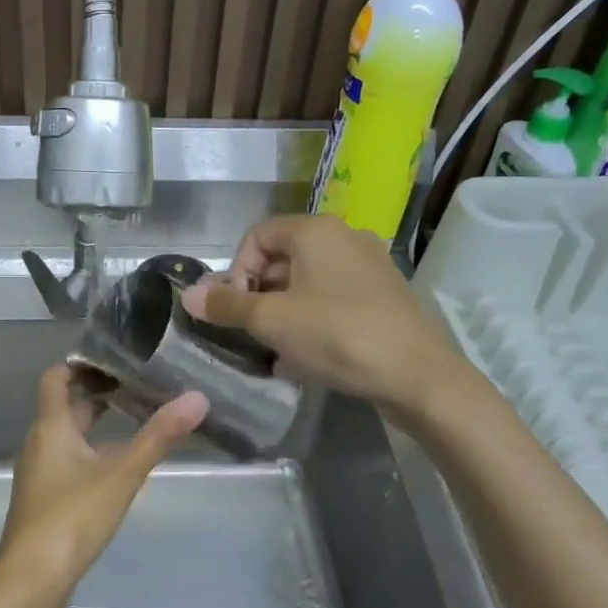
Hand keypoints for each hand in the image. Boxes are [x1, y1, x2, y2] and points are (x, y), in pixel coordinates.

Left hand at [0, 364, 208, 606]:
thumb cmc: (72, 516)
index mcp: (51, 426)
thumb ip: (159, 436)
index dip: (81, 363)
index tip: (116, 359)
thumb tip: (198, 397)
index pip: (56, 377)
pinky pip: (67, 459)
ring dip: (95, 423)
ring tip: (135, 418)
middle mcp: (40, 442)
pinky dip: (90, 450)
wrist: (31, 579)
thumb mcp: (122, 473)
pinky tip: (117, 465)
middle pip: (65, 405)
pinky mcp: (45, 498)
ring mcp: (40, 472)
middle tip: (138, 385)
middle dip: (97, 392)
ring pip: (67, 434)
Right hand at [181, 214, 464, 416]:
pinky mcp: (384, 295)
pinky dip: (312, 319)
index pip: (256, 236)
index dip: (236, 271)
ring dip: (283, 311)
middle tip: (252, 331)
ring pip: (308, 281)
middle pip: (283, 257)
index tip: (235, 310)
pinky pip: (333, 298)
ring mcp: (369, 266)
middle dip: (258, 294)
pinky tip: (306, 357)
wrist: (418, 375)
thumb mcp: (272, 322)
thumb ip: (226, 306)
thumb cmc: (337, 336)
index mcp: (316, 231)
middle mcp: (345, 237)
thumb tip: (188, 294)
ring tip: (276, 349)